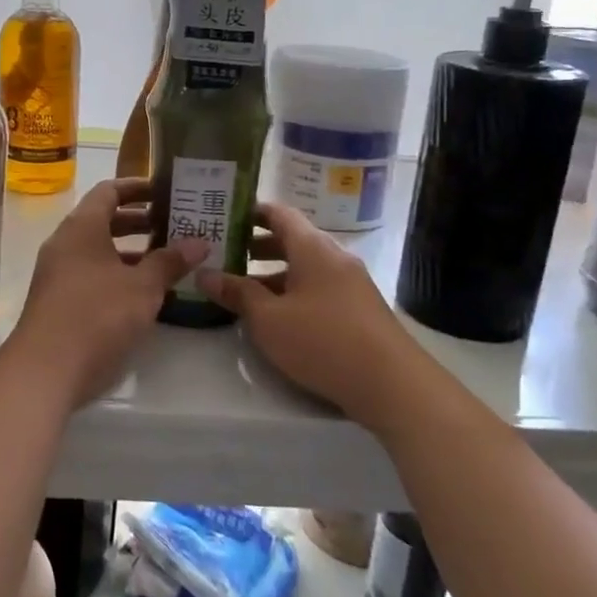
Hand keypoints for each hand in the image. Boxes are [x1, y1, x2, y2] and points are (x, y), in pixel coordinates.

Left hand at [10, 178, 208, 405]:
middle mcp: (65, 243)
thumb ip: (170, 261)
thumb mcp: (142, 287)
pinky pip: (91, 274)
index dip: (138, 187)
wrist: (45, 370)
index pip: (109, 191)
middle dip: (139, 221)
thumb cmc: (96, 316)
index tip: (166, 190)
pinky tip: (143, 294)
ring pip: (98, 250)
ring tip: (167, 260)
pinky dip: (117, 275)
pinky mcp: (57, 301)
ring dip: (130, 252)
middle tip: (175, 225)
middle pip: (103, 220)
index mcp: (81, 227)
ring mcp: (58, 273)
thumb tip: (199, 242)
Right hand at [196, 202, 412, 426]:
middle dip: (256, 246)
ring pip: (305, 268)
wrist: (393, 385)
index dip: (250, 212)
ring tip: (242, 289)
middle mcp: (334, 257)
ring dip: (273, 274)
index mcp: (313, 248)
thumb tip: (203, 273)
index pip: (279, 213)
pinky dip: (293, 292)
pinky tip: (276, 316)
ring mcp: (351, 284)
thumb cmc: (323, 340)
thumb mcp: (268, 319)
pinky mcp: (359, 310)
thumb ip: (236, 293)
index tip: (223, 217)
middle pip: (291, 240)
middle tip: (223, 254)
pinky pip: (319, 288)